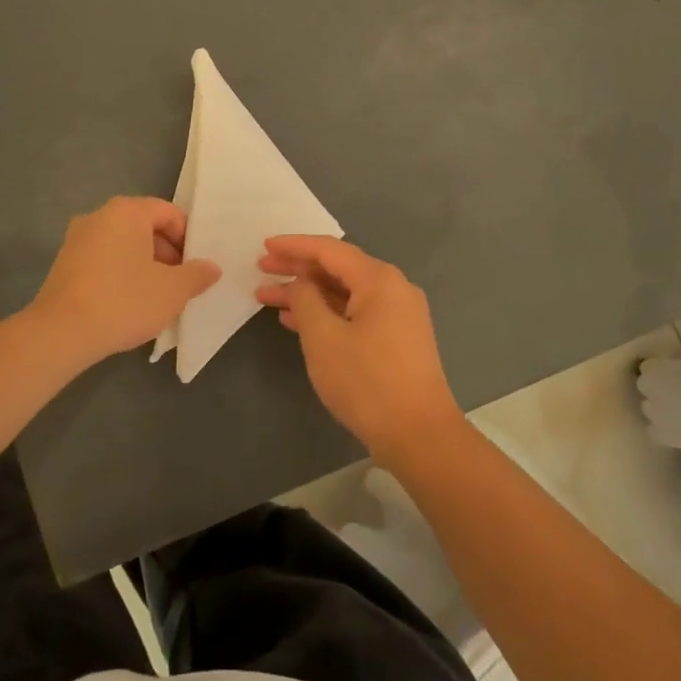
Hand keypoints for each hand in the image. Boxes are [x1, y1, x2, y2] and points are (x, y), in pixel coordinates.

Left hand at [30, 197, 219, 363]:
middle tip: (179, 284)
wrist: (60, 333)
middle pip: (145, 226)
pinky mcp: (64, 263)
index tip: (195, 268)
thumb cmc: (123, 301)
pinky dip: (120, 274)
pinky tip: (127, 304)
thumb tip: (212, 267)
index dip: (188, 238)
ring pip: (123, 244)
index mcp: (127, 211)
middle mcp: (100, 215)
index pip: (169, 213)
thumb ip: (197, 275)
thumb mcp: (172, 291)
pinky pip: (103, 259)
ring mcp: (77, 239)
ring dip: (144, 265)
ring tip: (156, 297)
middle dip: (167, 253)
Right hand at [256, 235, 464, 465]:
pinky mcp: (396, 339)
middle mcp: (392, 289)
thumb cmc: (367, 382)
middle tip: (261, 268)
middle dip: (297, 269)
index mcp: (379, 280)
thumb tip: (302, 283)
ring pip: (344, 293)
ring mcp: (397, 315)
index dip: (294, 246)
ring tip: (267, 297)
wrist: (419, 436)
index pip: (329, 250)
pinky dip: (325, 313)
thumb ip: (305, 300)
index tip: (265, 244)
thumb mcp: (323, 338)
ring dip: (307, 294)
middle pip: (337, 269)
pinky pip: (354, 313)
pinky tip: (295, 321)